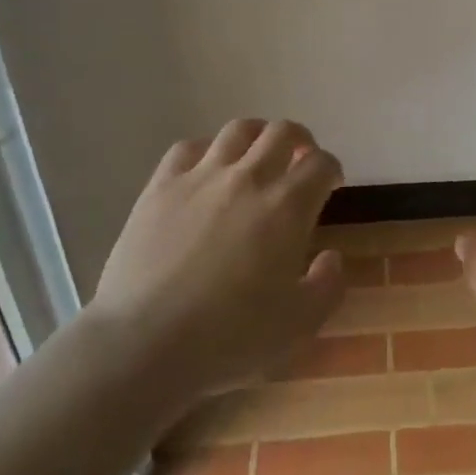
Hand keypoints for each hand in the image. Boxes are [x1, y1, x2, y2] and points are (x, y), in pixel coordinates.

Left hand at [85, 119, 346, 404]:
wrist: (144, 344)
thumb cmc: (229, 337)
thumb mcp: (299, 325)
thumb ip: (327, 286)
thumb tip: (331, 257)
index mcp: (288, 206)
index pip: (321, 164)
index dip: (331, 169)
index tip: (330, 184)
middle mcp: (248, 178)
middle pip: (283, 132)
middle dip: (300, 140)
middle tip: (300, 160)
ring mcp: (201, 177)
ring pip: (238, 130)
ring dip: (257, 136)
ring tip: (257, 155)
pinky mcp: (160, 187)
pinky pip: (188, 147)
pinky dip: (206, 150)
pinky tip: (206, 169)